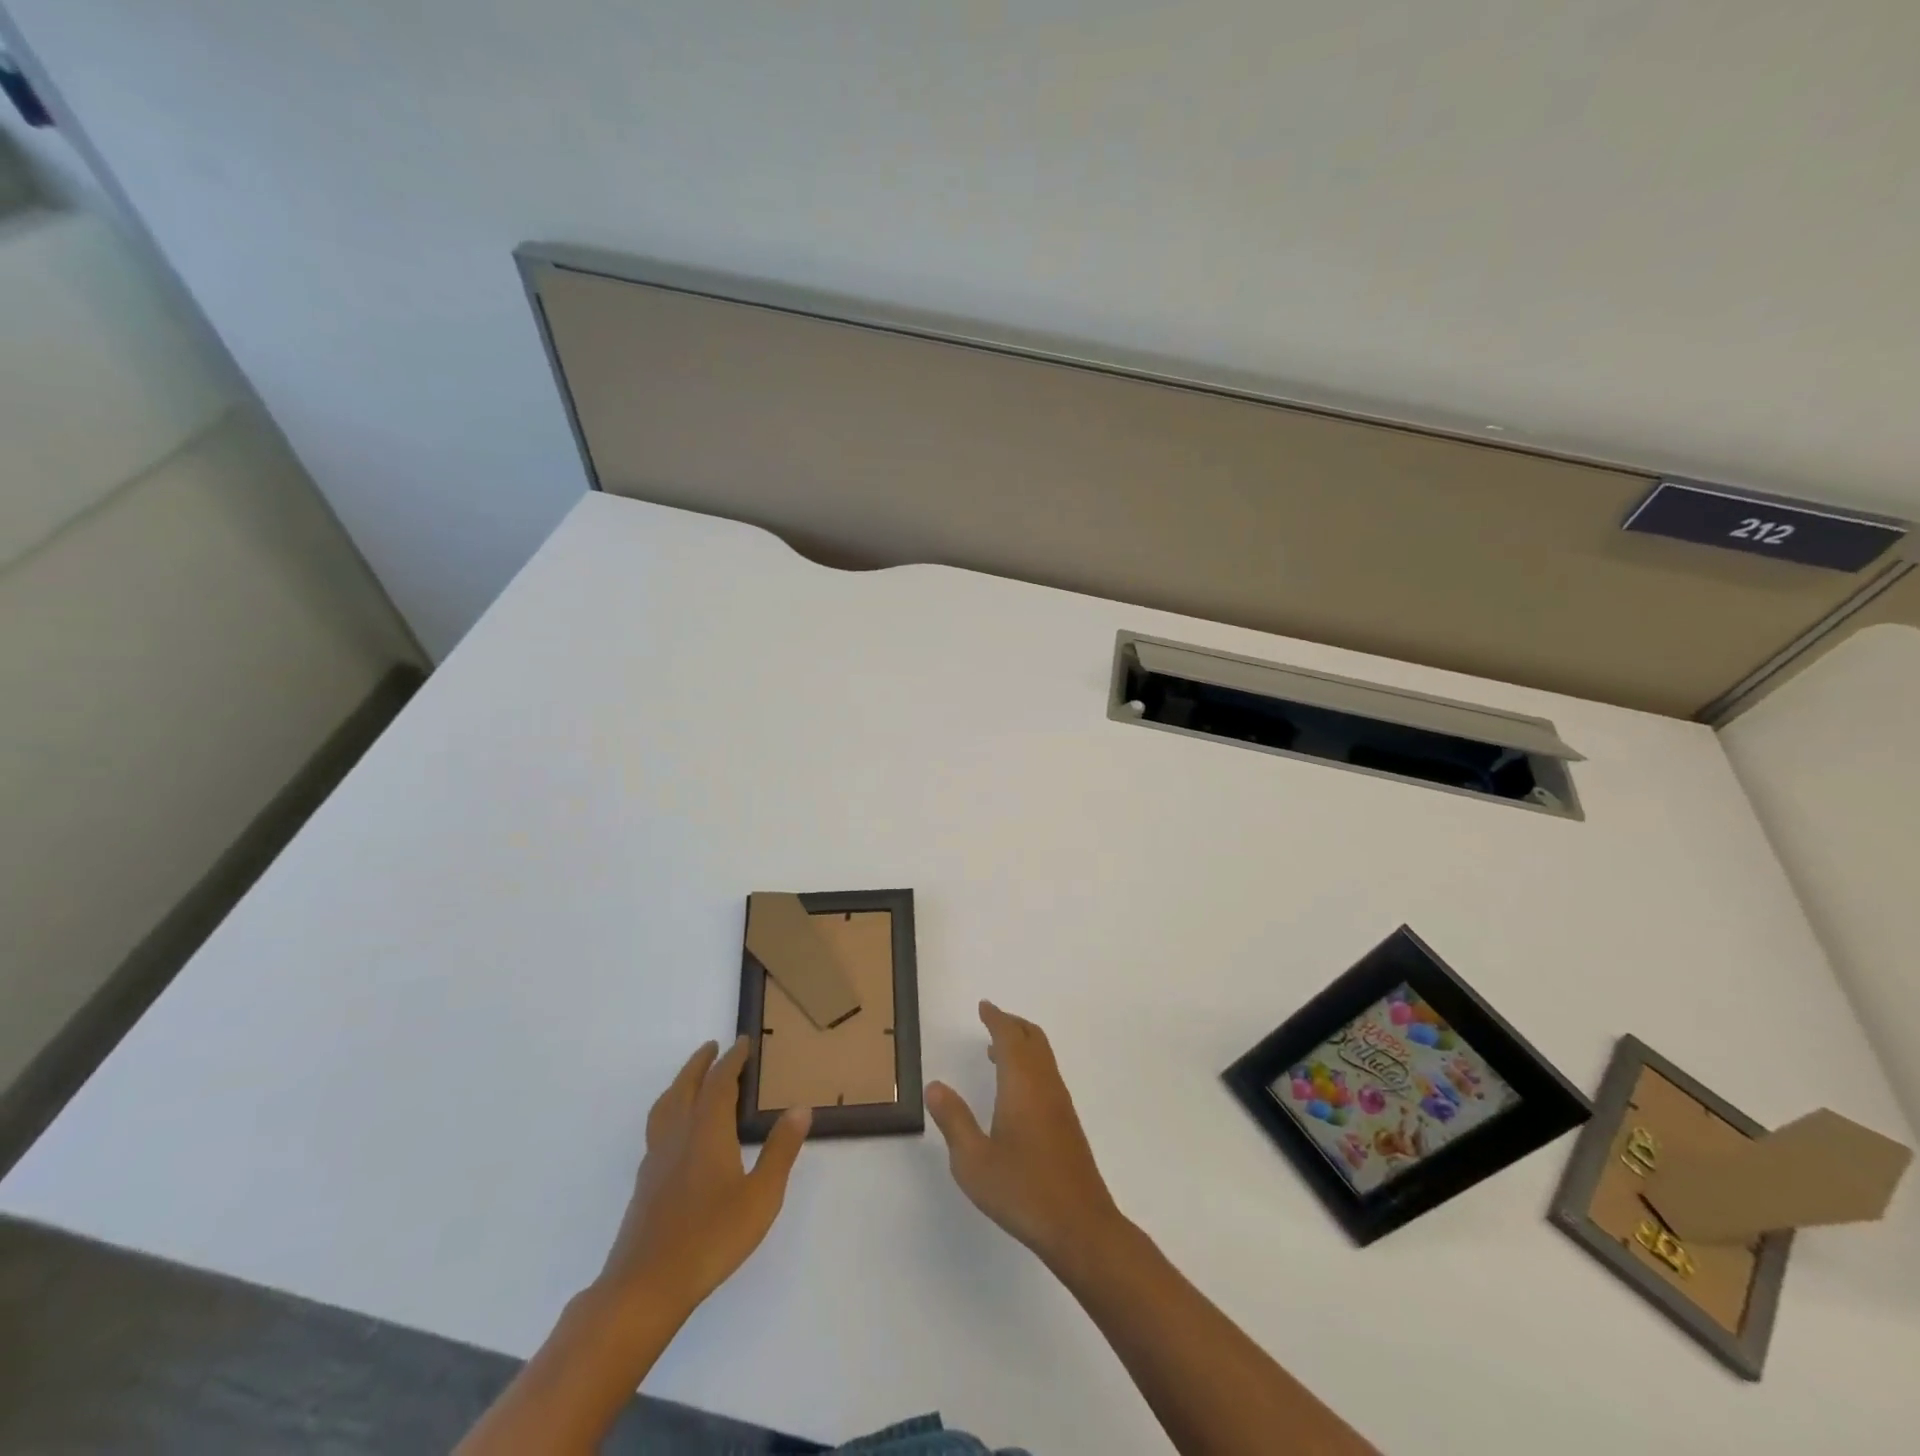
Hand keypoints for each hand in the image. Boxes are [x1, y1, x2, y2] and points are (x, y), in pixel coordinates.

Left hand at [596, 1038, 809, 1318]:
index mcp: (707, 1131)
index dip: (732, 1060)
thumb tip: (800, 1109)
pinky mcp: (645, 1182)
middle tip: (713, 1047)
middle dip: (700, 1063)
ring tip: (691, 1079)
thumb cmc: (710, 1238)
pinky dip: (670, 1110)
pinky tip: (677, 1131)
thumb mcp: (761, 1197)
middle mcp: (678, 1135)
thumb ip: (780, 1151)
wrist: (645, 1287)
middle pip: (686, 1086)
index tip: (744, 1042)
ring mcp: (656, 1159)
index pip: (719, 1082)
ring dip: (681, 1083)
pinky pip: (658, 1127)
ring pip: (666, 1106)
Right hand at [926, 1001, 1122, 1269]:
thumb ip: (954, 1120)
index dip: (996, 1018)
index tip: (984, 1006)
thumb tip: (936, 1086)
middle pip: (1032, 1038)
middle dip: (1012, 1024)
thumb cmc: (1022, 1191)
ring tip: (995, 1051)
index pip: (1009, 1038)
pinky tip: (1015, 1089)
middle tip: (991, 1020)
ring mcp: (1060, 1102)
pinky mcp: (1067, 1122)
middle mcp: (1044, 1084)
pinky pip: (1047, 1073)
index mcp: (1021, 1084)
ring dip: (1022, 1043)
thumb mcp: (974, 1161)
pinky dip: (1030, 1063)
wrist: (1080, 1225)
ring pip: (1043, 1056)